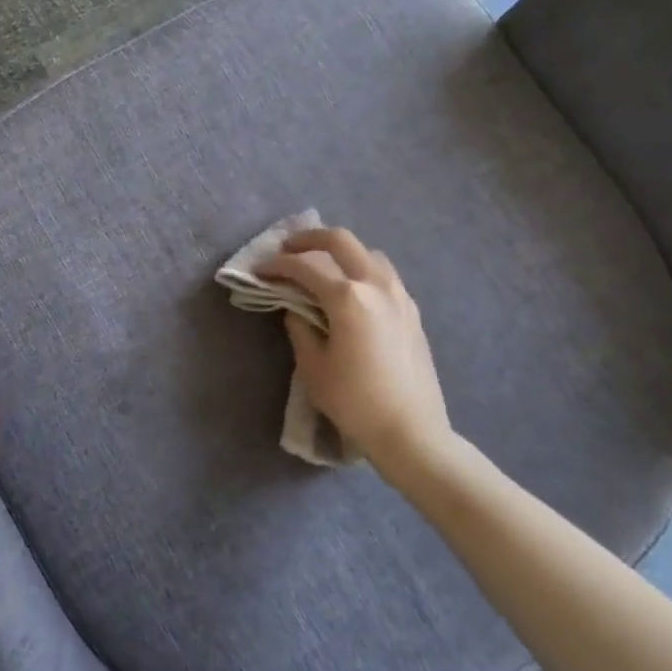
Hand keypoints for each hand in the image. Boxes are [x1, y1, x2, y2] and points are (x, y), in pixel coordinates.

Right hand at [258, 228, 460, 491]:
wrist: (412, 432)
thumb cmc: (355, 402)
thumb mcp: (313, 367)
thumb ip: (300, 328)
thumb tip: (295, 308)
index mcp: (348, 298)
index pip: (304, 267)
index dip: (276, 265)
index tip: (259, 270)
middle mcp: (376, 285)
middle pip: (340, 240)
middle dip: (308, 239)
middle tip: (287, 249)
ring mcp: (399, 295)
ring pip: (367, 253)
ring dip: (339, 252)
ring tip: (320, 267)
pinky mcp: (412, 310)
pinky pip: (383, 273)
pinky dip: (360, 269)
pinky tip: (350, 291)